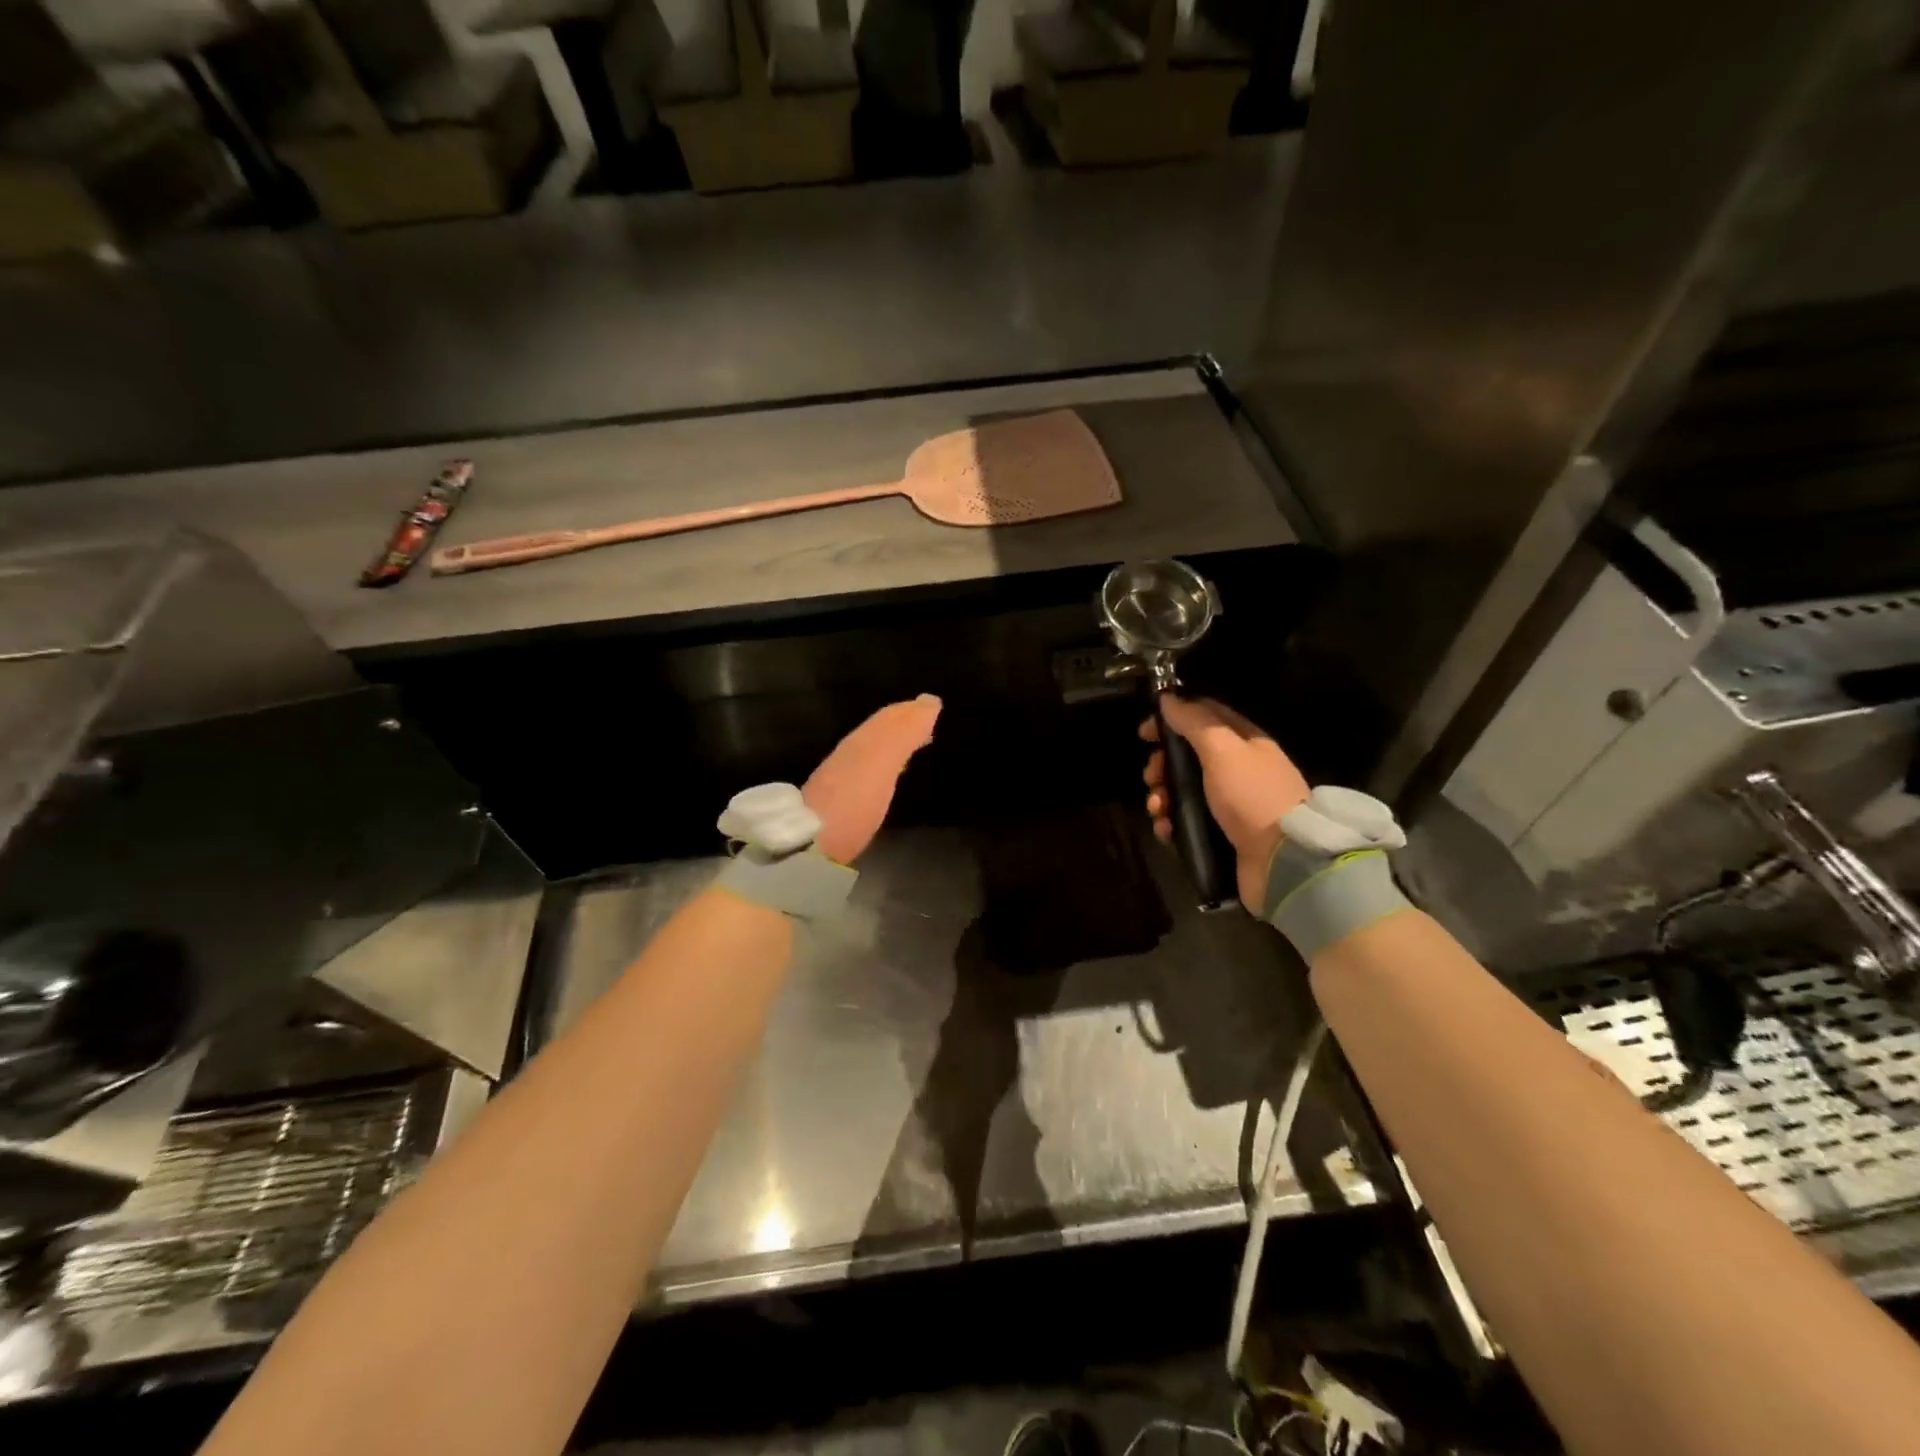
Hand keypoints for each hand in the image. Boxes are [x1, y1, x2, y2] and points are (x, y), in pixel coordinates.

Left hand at [803, 695, 941, 863]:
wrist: (810, 845)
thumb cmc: (851, 802)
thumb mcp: (881, 762)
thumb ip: (903, 733)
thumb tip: (929, 702)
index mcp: (860, 742)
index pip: (888, 718)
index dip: (911, 710)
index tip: (933, 706)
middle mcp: (849, 754)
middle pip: (879, 732)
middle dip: (903, 724)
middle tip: (928, 722)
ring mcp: (842, 779)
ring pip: (874, 751)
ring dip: (895, 743)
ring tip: (917, 744)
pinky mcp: (841, 804)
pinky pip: (870, 772)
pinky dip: (886, 765)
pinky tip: (891, 776)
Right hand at [1141, 694, 1308, 907]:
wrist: (1282, 861)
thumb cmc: (1252, 796)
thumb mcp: (1223, 751)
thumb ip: (1195, 722)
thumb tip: (1168, 697)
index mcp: (1245, 742)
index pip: (1204, 716)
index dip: (1173, 718)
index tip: (1145, 732)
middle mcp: (1237, 769)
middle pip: (1188, 756)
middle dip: (1162, 764)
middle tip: (1151, 777)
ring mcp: (1229, 803)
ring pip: (1182, 790)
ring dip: (1161, 795)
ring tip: (1157, 808)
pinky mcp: (1220, 833)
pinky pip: (1185, 821)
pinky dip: (1169, 822)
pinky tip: (1164, 829)